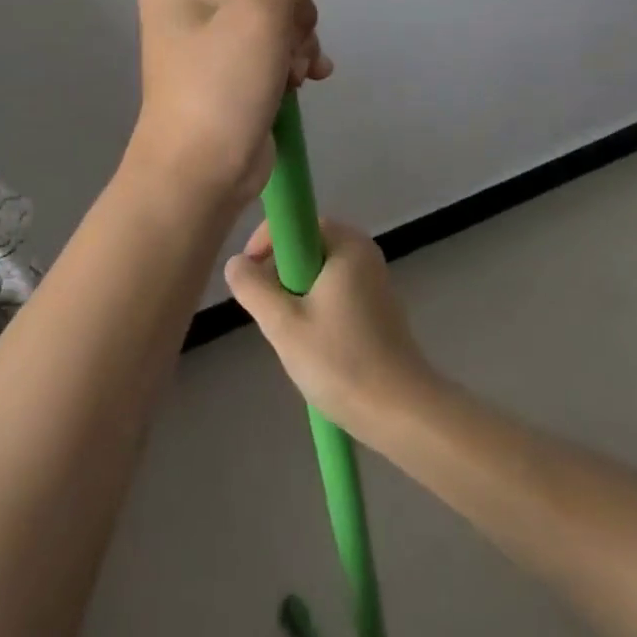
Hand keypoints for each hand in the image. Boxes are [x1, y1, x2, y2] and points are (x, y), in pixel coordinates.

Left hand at [129, 0, 339, 211]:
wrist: (202, 177)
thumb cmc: (219, 85)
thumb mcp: (259, 10)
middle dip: (292, 13)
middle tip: (285, 44)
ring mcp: (214, 33)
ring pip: (281, 10)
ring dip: (299, 39)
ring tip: (292, 71)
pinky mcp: (235, 65)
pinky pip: (280, 41)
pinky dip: (298, 57)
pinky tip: (307, 79)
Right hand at [225, 220, 437, 441]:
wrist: (401, 414)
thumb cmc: (340, 362)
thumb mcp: (283, 325)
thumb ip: (253, 288)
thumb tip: (236, 263)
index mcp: (347, 243)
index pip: (296, 222)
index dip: (266, 243)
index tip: (249, 276)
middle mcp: (364, 251)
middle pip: (306, 247)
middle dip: (280, 275)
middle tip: (268, 312)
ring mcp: (374, 279)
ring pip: (318, 273)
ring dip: (296, 295)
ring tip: (289, 334)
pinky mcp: (378, 307)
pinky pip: (335, 291)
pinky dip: (316, 308)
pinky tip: (313, 345)